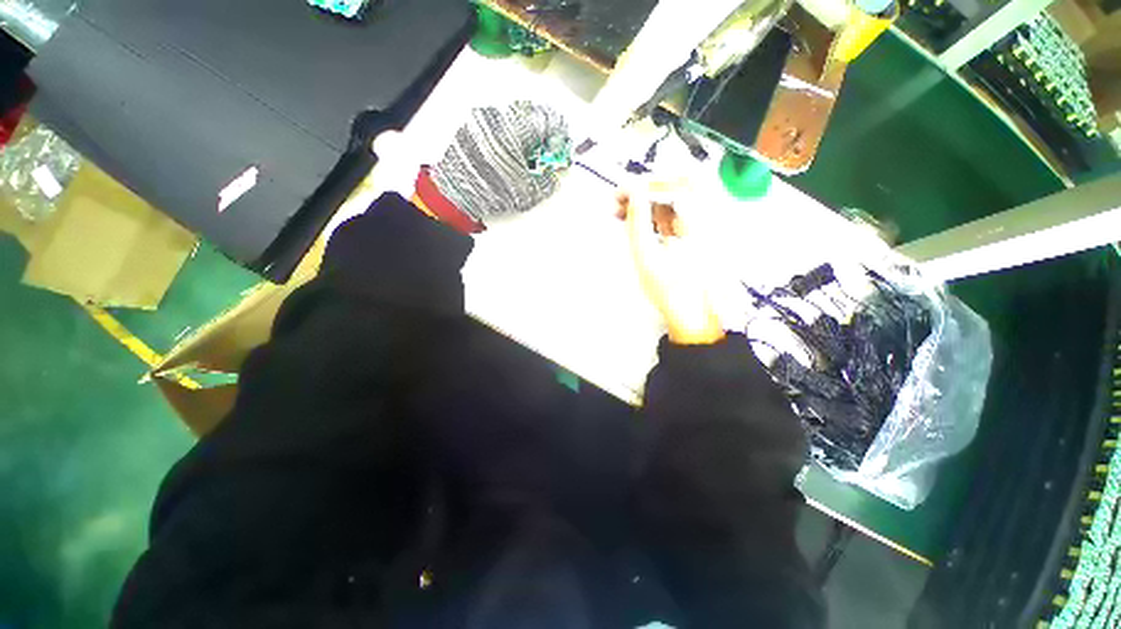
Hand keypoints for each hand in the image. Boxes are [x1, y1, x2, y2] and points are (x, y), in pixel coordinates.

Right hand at [617, 190, 724, 344]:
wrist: (690, 312)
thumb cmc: (669, 289)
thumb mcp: (646, 255)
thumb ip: (637, 221)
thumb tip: (631, 192)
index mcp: (698, 219)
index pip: (670, 184)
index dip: (641, 185)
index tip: (619, 195)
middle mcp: (706, 215)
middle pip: (675, 183)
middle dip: (644, 190)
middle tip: (621, 201)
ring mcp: (703, 222)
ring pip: (673, 197)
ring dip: (648, 201)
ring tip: (623, 212)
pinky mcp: (695, 231)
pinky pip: (674, 211)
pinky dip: (654, 212)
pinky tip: (638, 222)